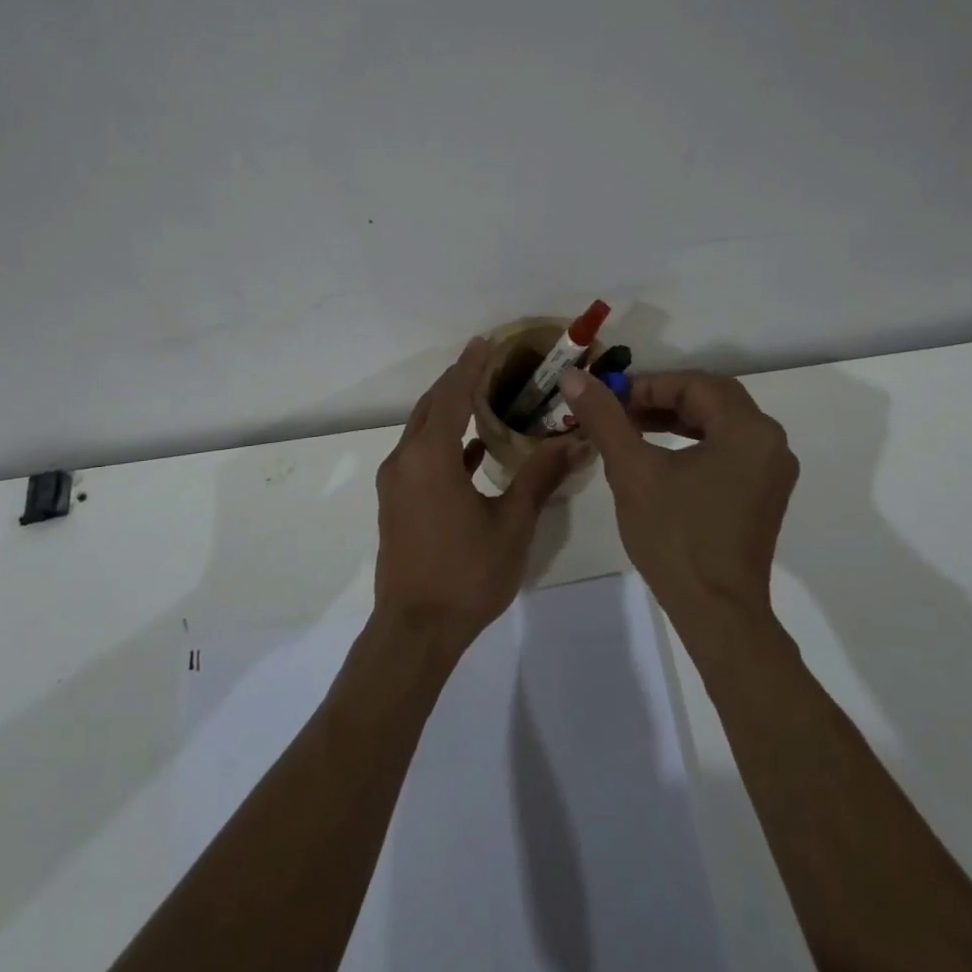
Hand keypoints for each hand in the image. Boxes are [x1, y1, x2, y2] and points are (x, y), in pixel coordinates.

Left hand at [374, 338, 580, 649]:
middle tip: (490, 362)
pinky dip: (443, 442)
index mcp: (430, 457)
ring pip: (422, 430)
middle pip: (431, 406)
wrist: (415, 630)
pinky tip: (473, 449)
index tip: (486, 341)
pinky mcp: (396, 502)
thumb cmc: (466, 574)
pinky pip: (420, 455)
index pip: (452, 395)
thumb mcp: (512, 524)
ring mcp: (396, 482)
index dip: (470, 366)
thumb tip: (574, 441)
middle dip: (457, 381)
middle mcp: (405, 460)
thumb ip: (539, 477)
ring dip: (448, 410)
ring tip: (484, 397)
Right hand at [558, 369, 797, 624]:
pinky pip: (728, 448)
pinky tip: (660, 455)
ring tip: (631, 428)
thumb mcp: (632, 471)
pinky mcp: (763, 493)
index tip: (609, 398)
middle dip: (661, 398)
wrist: (716, 612)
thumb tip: (574, 376)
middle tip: (618, 410)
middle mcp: (770, 442)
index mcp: (748, 430)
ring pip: (720, 423)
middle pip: (711, 399)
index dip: (647, 385)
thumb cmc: (676, 537)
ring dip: (675, 419)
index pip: (694, 384)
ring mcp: (771, 470)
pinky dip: (693, 442)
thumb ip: (604, 418)